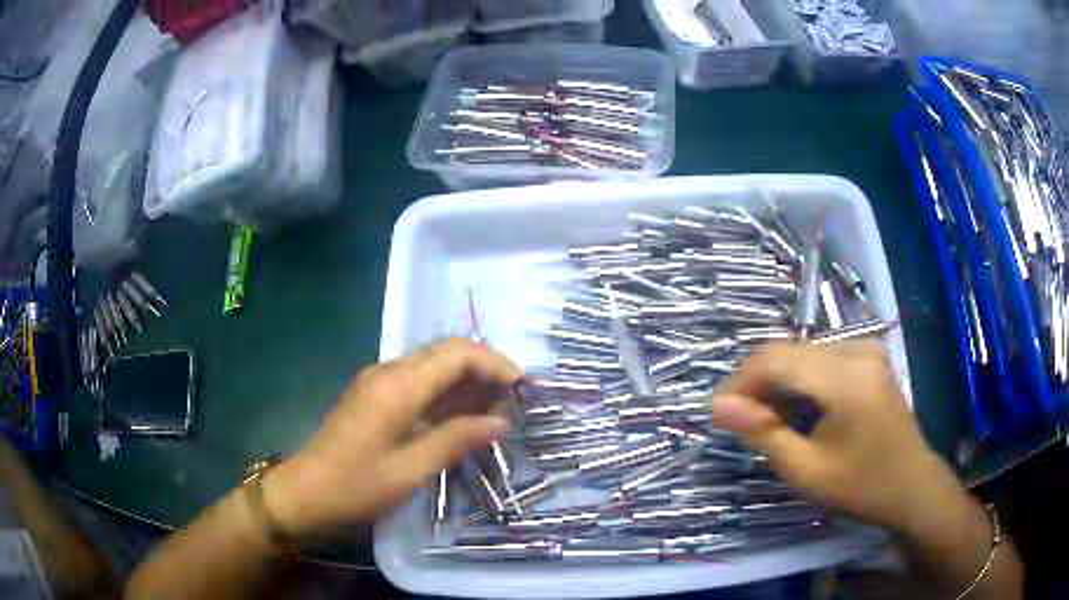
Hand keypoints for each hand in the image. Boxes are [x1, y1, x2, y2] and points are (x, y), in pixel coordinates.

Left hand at [262, 338, 520, 538]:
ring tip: (498, 408)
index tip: (525, 390)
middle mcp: (389, 371)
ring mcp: (379, 380)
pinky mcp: (375, 393)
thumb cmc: (356, 487)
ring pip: (434, 362)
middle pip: (448, 350)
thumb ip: (456, 439)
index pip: (458, 353)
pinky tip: (463, 415)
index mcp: (398, 386)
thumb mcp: (411, 470)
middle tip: (516, 399)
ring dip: (469, 378)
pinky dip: (448, 389)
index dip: (496, 364)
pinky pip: (420, 379)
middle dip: (487, 367)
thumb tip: (502, 422)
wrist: (305, 492)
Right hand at [709, 341, 960, 535]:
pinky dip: (800, 382)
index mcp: (845, 376)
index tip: (718, 413)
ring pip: (803, 354)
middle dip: (757, 384)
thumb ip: (763, 433)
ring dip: (777, 383)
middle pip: (789, 352)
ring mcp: (866, 349)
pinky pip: (821, 360)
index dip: (740, 381)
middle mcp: (856, 349)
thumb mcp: (807, 470)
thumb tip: (719, 406)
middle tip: (738, 421)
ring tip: (764, 420)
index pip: (776, 358)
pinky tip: (797, 411)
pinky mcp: (869, 357)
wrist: (911, 486)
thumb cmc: (861, 485)